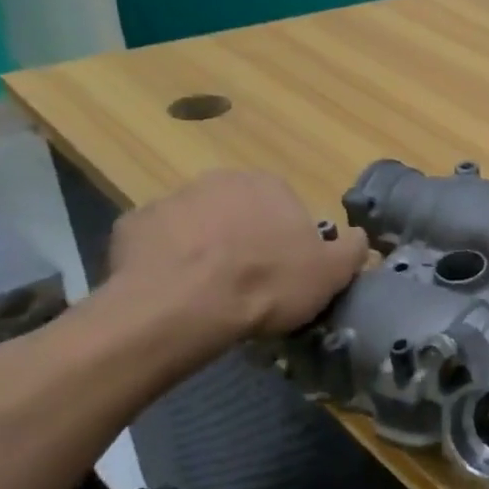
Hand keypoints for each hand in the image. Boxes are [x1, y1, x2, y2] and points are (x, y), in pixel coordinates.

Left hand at [107, 170, 367, 344]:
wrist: (182, 307)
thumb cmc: (266, 283)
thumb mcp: (331, 272)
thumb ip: (352, 249)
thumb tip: (358, 237)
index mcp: (268, 184)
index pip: (286, 207)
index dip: (288, 241)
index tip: (286, 272)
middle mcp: (219, 180)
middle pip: (240, 211)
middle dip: (245, 239)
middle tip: (250, 282)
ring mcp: (171, 200)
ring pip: (198, 226)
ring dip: (205, 248)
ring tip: (209, 292)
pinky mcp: (131, 227)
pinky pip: (158, 244)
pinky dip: (167, 262)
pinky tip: (175, 291)